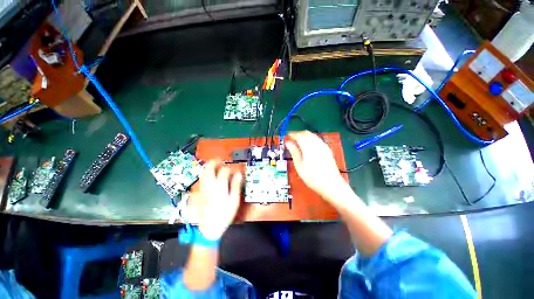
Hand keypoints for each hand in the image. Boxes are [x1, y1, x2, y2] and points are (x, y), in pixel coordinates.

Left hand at [192, 160, 242, 239]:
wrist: (209, 228)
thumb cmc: (224, 214)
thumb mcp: (234, 201)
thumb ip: (236, 186)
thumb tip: (238, 174)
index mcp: (219, 186)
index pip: (224, 170)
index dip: (230, 168)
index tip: (234, 171)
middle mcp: (209, 184)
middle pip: (209, 168)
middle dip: (215, 162)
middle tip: (220, 160)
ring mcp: (203, 188)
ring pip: (202, 172)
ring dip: (208, 166)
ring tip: (214, 166)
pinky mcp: (199, 192)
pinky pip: (200, 179)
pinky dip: (204, 174)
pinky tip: (209, 176)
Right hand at [285, 131, 347, 202]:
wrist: (331, 184)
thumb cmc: (312, 177)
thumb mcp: (299, 166)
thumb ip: (294, 152)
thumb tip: (288, 142)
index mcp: (308, 148)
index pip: (299, 135)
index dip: (292, 134)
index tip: (288, 136)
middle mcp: (317, 144)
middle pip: (307, 133)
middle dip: (299, 134)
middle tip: (292, 140)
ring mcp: (323, 146)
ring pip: (313, 135)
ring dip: (305, 136)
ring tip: (299, 142)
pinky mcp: (327, 149)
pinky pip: (318, 139)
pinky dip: (311, 139)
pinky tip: (309, 146)